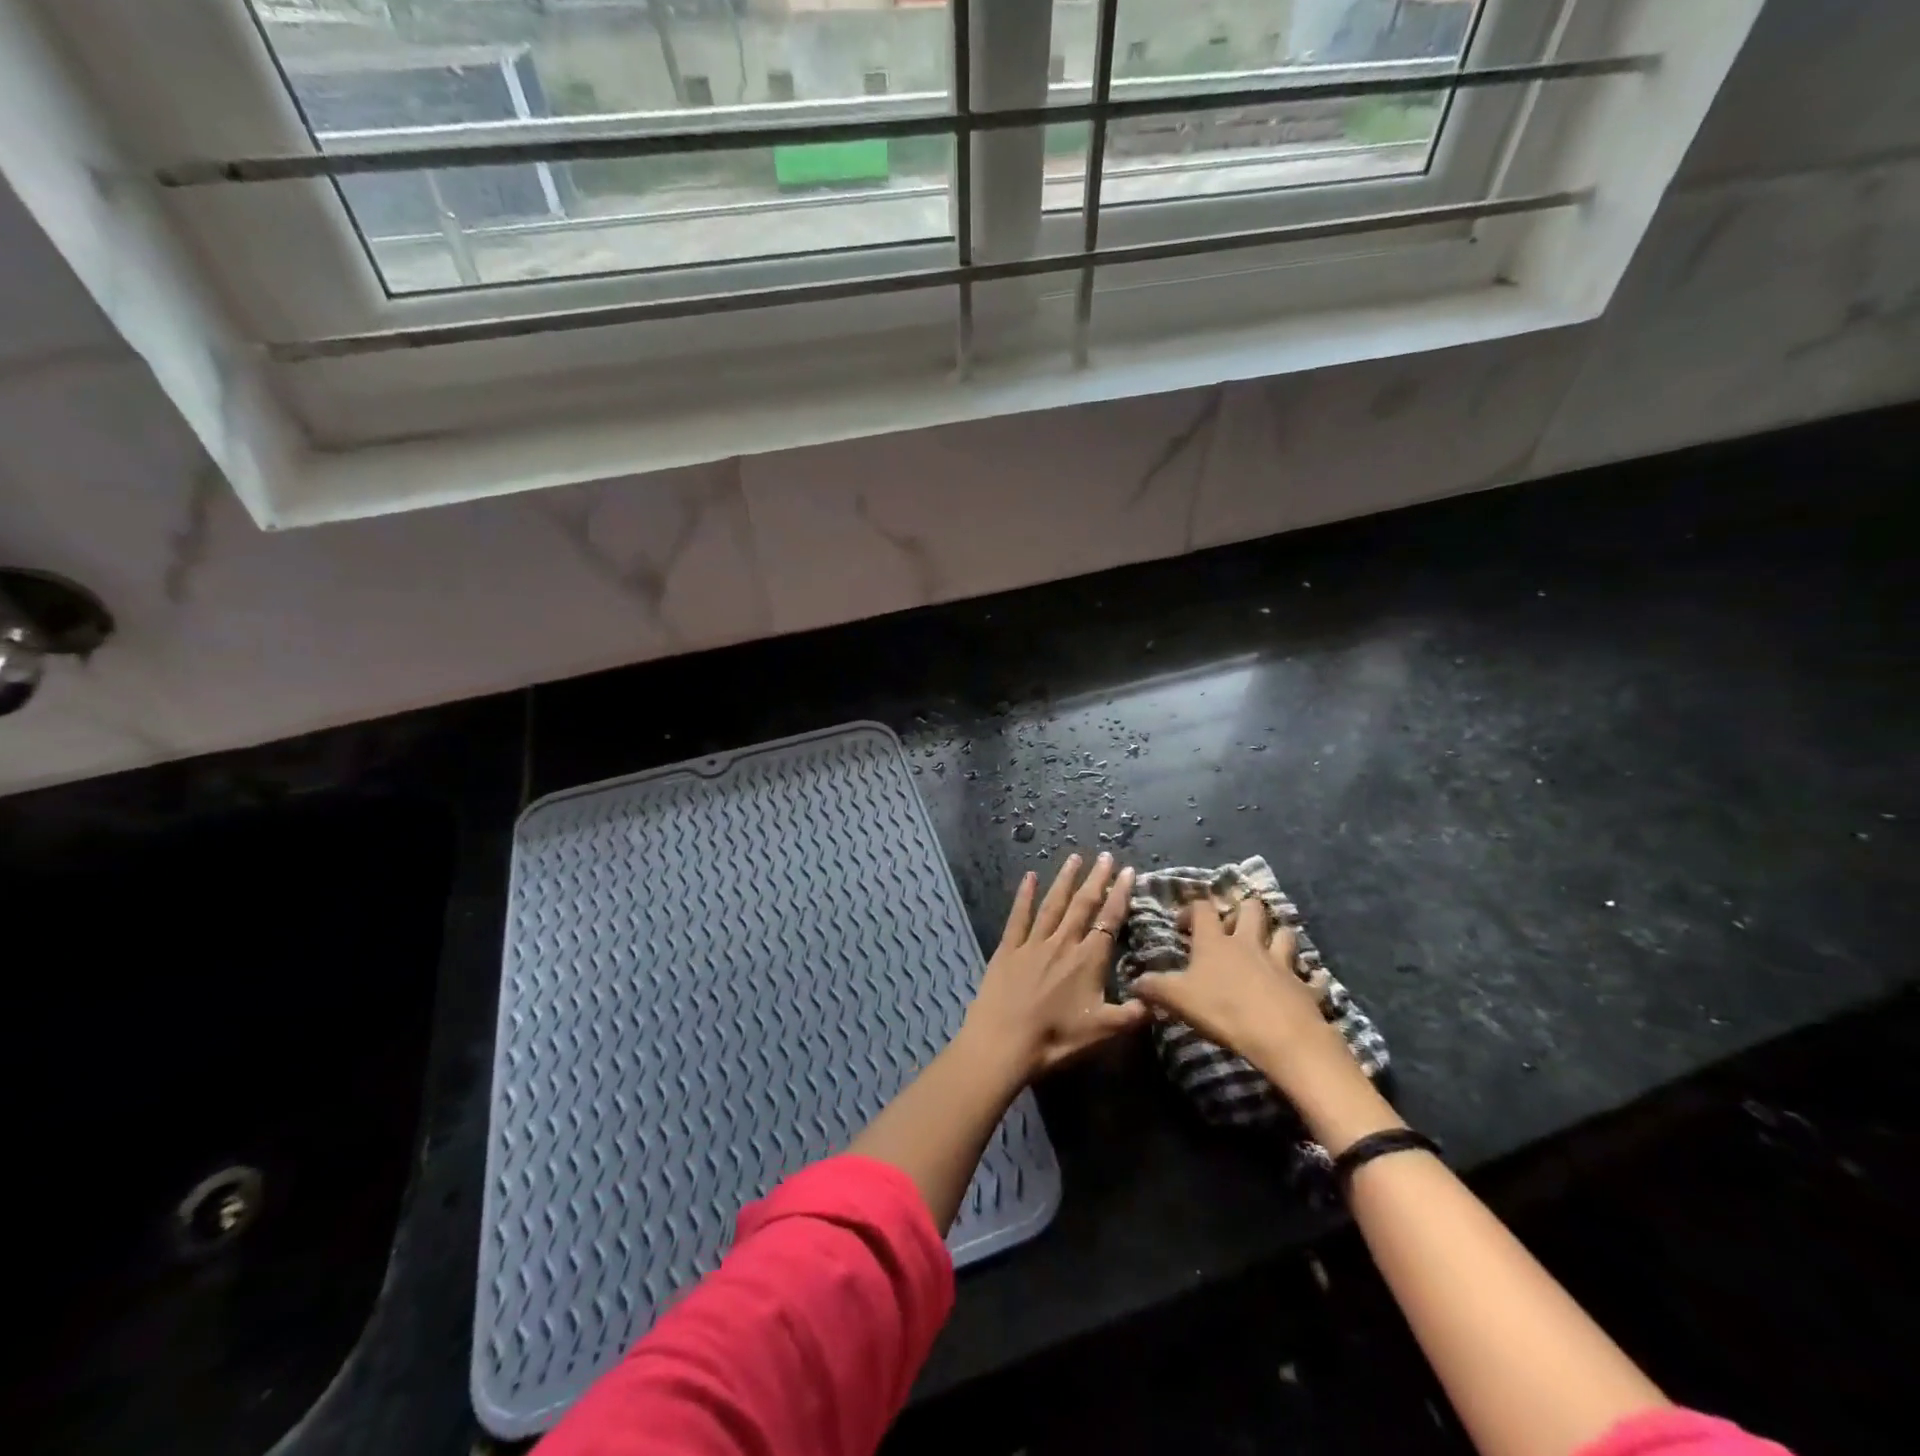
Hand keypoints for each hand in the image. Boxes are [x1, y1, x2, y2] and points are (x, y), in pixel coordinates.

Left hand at [959, 853, 1148, 1081]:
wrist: (1004, 1042)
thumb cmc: (1056, 1039)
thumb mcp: (1103, 1032)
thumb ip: (1133, 1014)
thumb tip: (1161, 1000)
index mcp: (1088, 960)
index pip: (1109, 920)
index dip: (1120, 895)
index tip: (1128, 872)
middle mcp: (1063, 943)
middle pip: (1083, 905)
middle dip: (1096, 879)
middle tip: (1105, 856)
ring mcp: (1033, 943)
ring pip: (1053, 904)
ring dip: (1065, 880)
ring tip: (1074, 857)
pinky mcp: (1008, 948)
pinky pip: (1018, 916)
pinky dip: (1024, 895)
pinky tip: (1029, 877)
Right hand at [1129, 896, 1363, 1105]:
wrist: (1282, 1037)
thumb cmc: (1224, 1010)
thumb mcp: (1178, 1000)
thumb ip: (1154, 989)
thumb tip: (1133, 982)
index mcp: (1216, 941)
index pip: (1202, 909)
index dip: (1191, 909)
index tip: (1183, 924)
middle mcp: (1249, 943)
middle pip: (1251, 909)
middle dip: (1242, 910)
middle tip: (1231, 927)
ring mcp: (1281, 963)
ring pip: (1285, 934)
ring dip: (1277, 936)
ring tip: (1269, 947)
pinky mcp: (1304, 986)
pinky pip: (1311, 976)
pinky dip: (1308, 977)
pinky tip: (1305, 982)